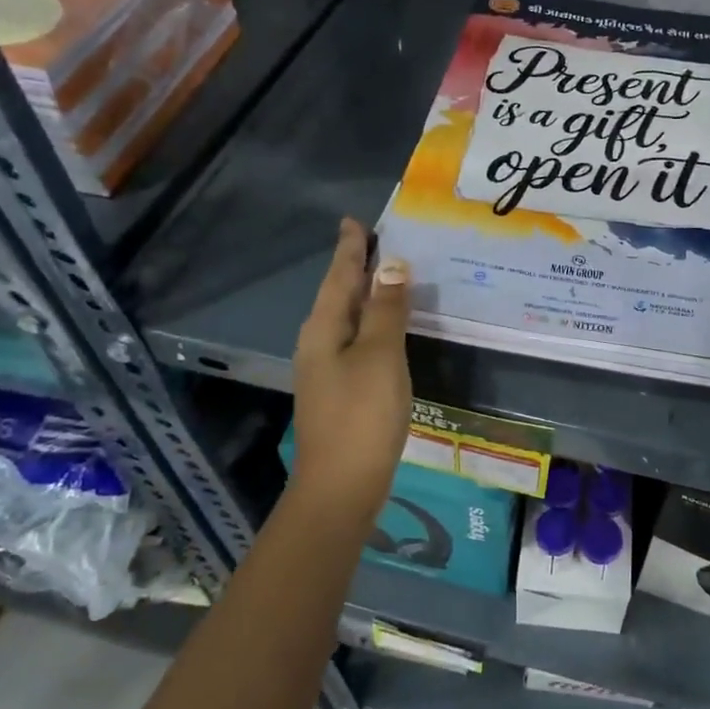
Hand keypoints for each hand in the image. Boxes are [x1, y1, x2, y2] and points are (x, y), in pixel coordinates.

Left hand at [289, 219, 411, 527]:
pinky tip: (386, 326)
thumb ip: (386, 309)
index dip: (350, 248)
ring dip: (364, 294)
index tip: (354, 221)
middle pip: (338, 294)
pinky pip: (354, 340)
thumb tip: (391, 264)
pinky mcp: (339, 390)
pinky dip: (370, 322)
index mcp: (323, 328)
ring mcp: (326, 369)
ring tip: (384, 274)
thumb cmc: (362, 415)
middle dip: (354, 267)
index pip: (339, 276)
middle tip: (374, 240)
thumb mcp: (380, 355)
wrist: (341, 488)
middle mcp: (318, 343)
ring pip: (346, 318)